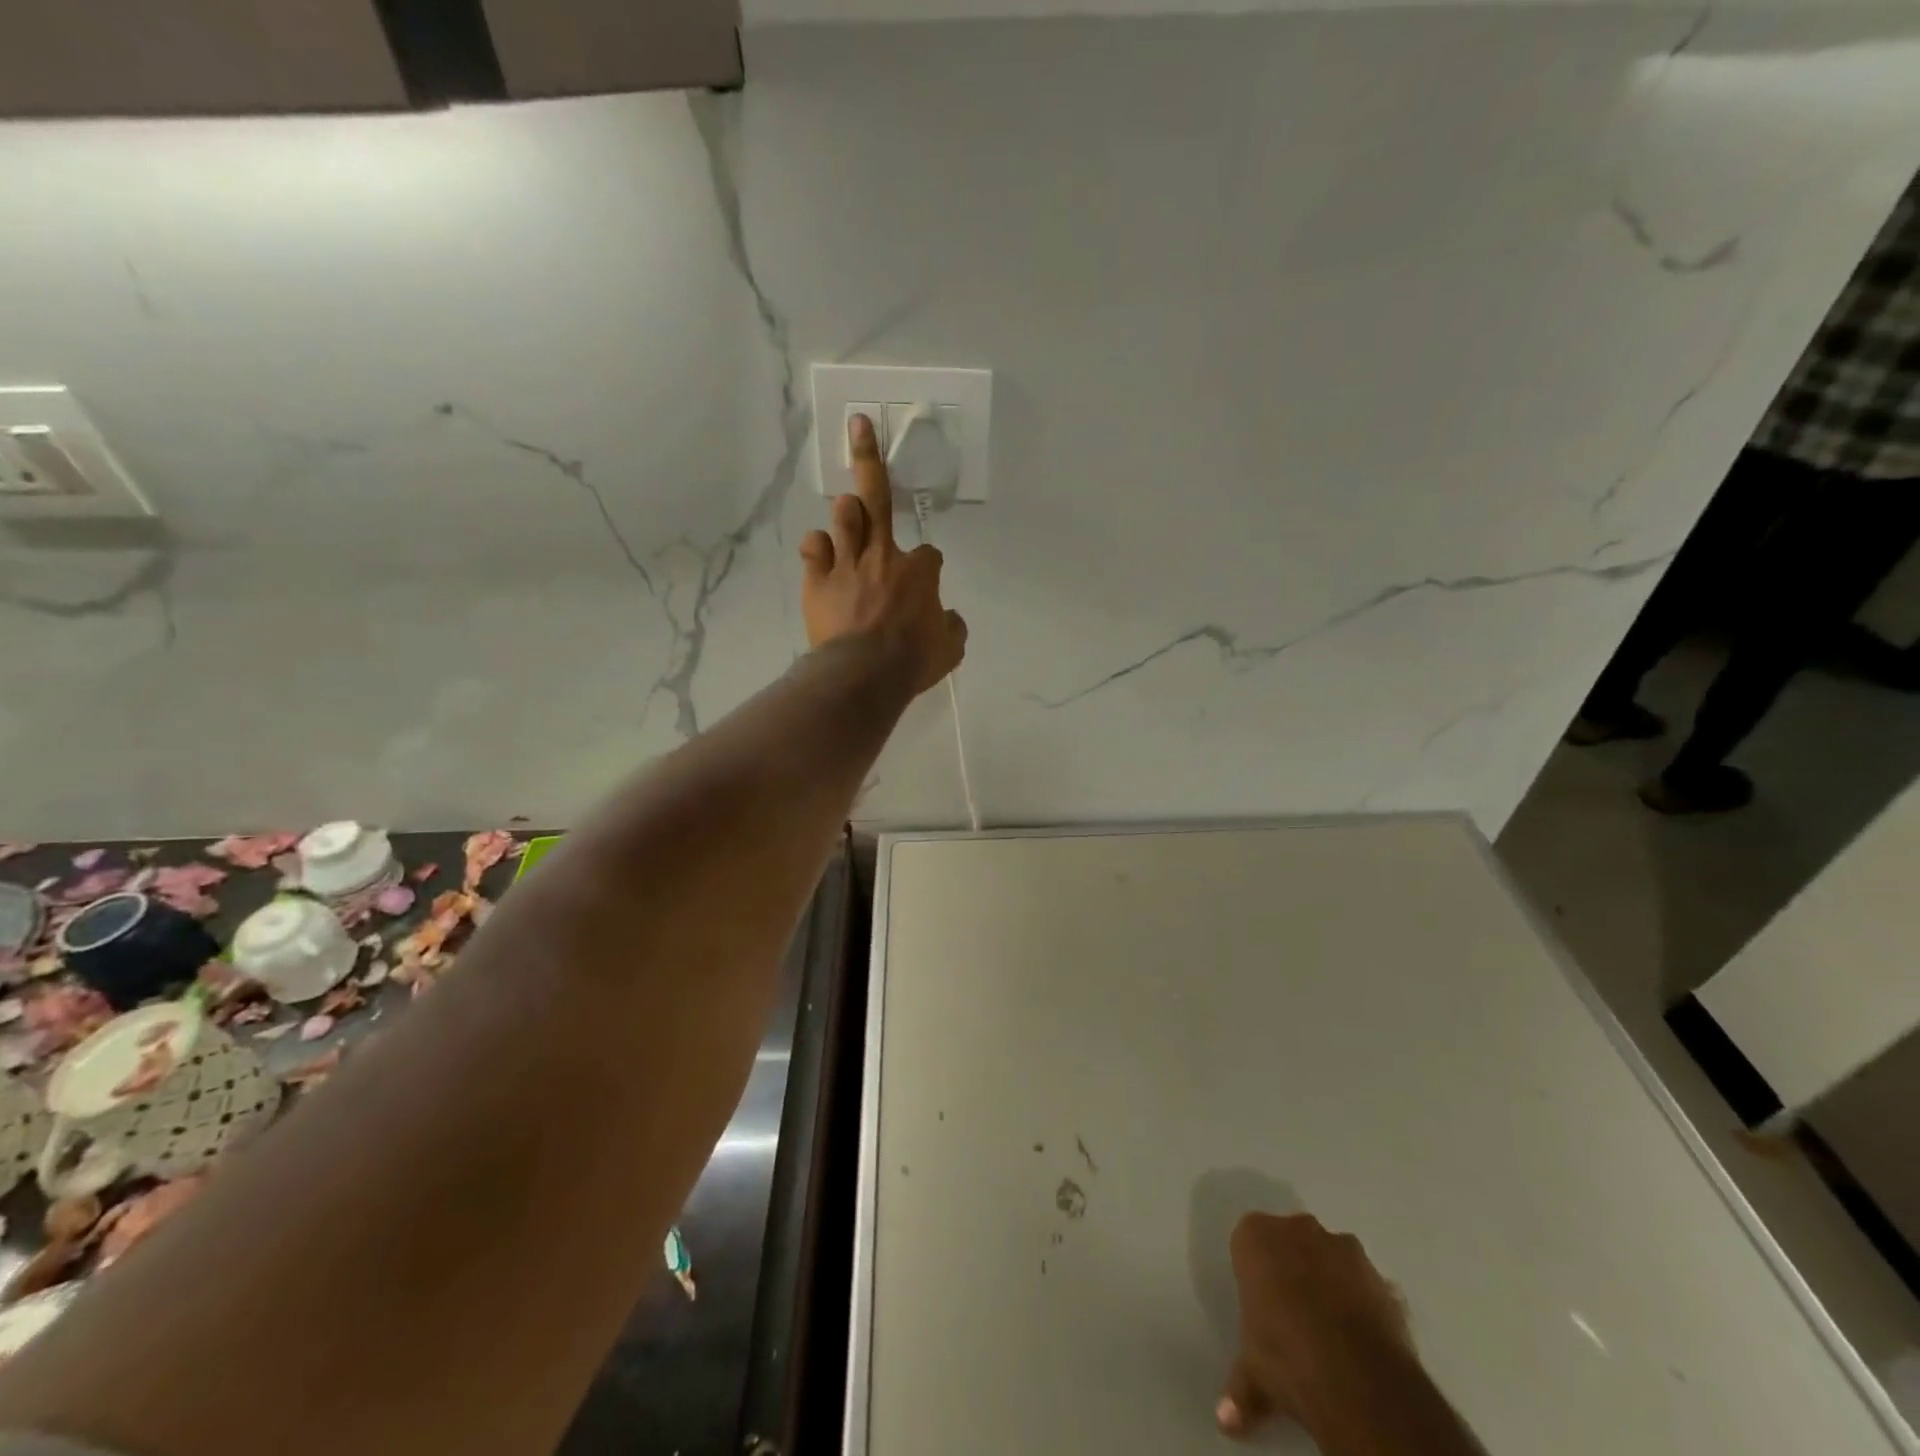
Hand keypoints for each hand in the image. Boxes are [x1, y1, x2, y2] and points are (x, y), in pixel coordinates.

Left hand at [799, 414, 966, 695]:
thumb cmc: (911, 662)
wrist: (864, 675)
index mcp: (919, 572)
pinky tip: (821, 552)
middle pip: (878, 497)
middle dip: (869, 457)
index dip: (927, 566)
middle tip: (859, 425)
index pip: (929, 555)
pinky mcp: (818, 581)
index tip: (925, 584)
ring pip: (844, 517)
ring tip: (850, 508)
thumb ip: (952, 627)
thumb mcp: (950, 649)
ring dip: (847, 510)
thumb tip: (949, 617)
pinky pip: (814, 549)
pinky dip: (818, 549)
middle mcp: (883, 556)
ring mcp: (847, 564)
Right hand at [1218, 1213, 1412, 1438]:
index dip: (1255, 1274)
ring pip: (1331, 1259)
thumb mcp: (1253, 1374)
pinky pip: (1366, 1286)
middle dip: (1292, 1270)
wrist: (1358, 1381)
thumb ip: (1239, 1386)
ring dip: (1330, 1282)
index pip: (1248, 1244)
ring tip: (1333, 1333)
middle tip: (1293, 1317)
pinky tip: (1362, 1341)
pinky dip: (1364, 1304)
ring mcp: (1343, 1248)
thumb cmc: (1286, 1358)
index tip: (1261, 1307)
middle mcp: (1297, 1228)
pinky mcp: (1382, 1277)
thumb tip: (1225, 1420)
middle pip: (1290, 1242)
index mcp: (1254, 1236)